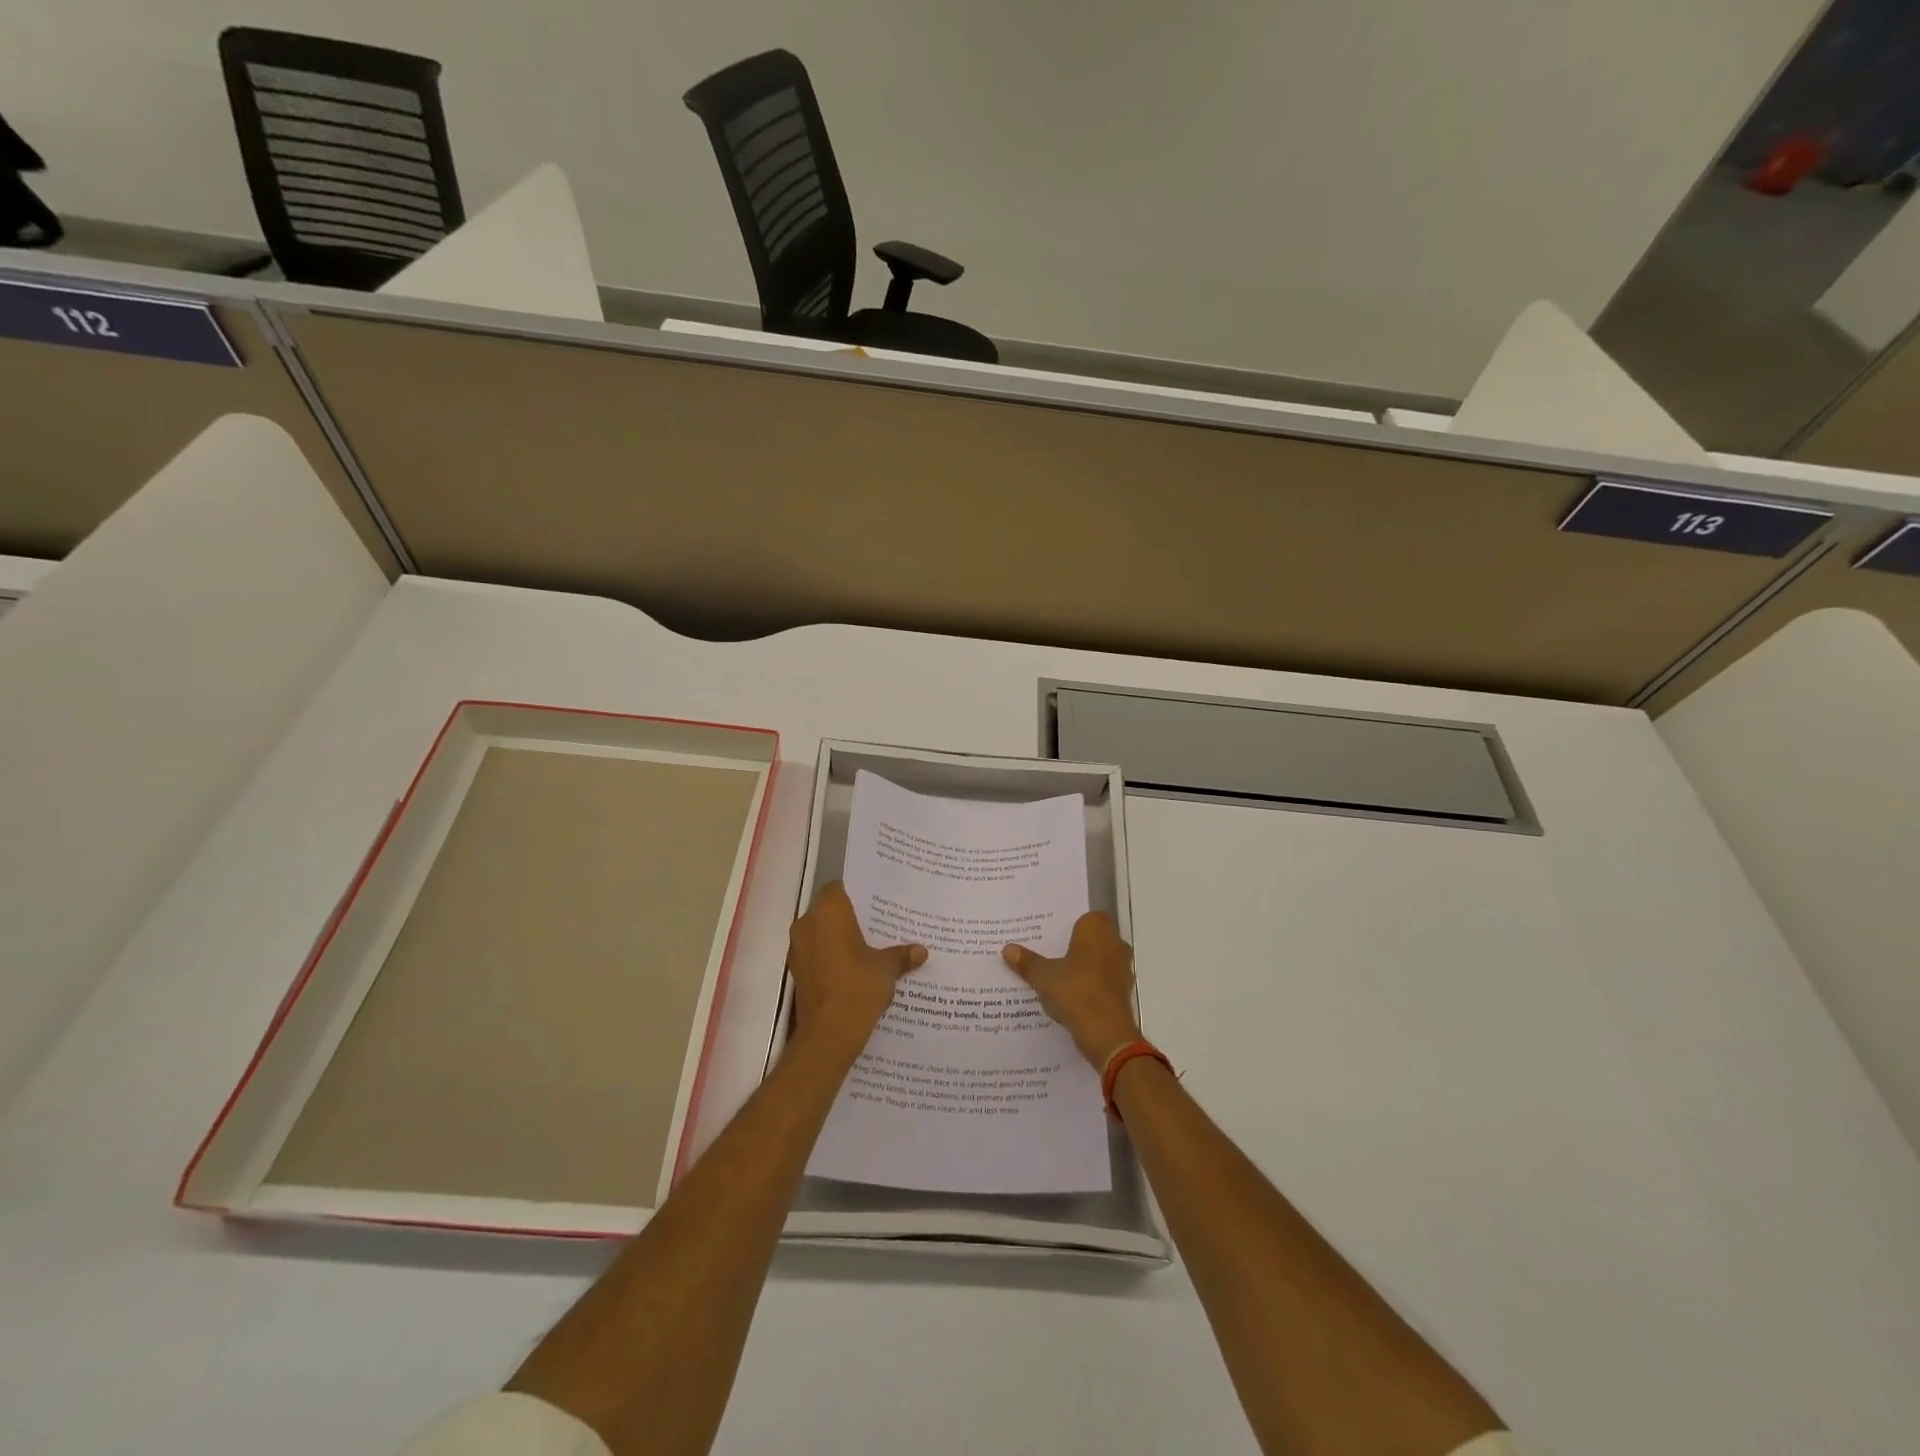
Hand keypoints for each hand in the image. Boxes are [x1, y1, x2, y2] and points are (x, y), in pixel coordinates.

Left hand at [788, 882, 926, 1059]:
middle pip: (828, 910)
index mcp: (828, 912)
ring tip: (868, 947)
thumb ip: (901, 955)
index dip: (855, 893)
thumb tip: (921, 951)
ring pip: (820, 933)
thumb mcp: (887, 968)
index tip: (874, 902)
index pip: (838, 888)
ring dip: (838, 938)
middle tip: (876, 924)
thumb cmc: (858, 988)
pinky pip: (815, 954)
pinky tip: (853, 969)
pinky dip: (830, 957)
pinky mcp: (797, 972)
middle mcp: (807, 924)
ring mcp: (798, 949)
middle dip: (849, 917)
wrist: (828, 1034)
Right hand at [1002, 912, 1141, 1069]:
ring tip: (1058, 977)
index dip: (1071, 925)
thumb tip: (1007, 949)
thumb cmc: (1075, 991)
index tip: (1052, 935)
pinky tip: (1072, 998)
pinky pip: (1104, 982)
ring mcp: (1122, 969)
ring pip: (1100, 961)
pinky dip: (1092, 987)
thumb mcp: (1043, 976)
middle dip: (1076, 947)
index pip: (1087, 917)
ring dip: (1085, 968)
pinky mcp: (1124, 993)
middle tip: (1050, 954)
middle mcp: (1115, 944)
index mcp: (1096, 930)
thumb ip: (1027, 961)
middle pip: (1094, 939)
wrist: (1106, 1033)